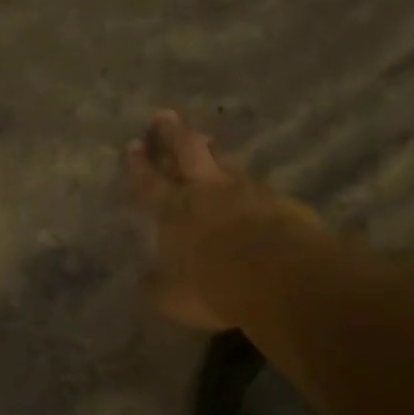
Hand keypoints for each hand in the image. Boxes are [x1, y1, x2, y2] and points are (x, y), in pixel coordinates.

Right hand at [125, 110, 324, 330]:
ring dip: (214, 154)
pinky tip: (250, 193)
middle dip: (173, 133)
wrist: (281, 277)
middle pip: (188, 151)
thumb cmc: (214, 286)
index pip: (148, 182)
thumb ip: (157, 285)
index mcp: (174, 210)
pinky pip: (257, 187)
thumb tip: (146, 280)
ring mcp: (247, 190)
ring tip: (208, 145)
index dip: (138, 165)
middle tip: (164, 116)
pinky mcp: (280, 200)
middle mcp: (207, 191)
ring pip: (225, 163)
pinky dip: (247, 186)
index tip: (132, 146)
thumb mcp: (173, 298)